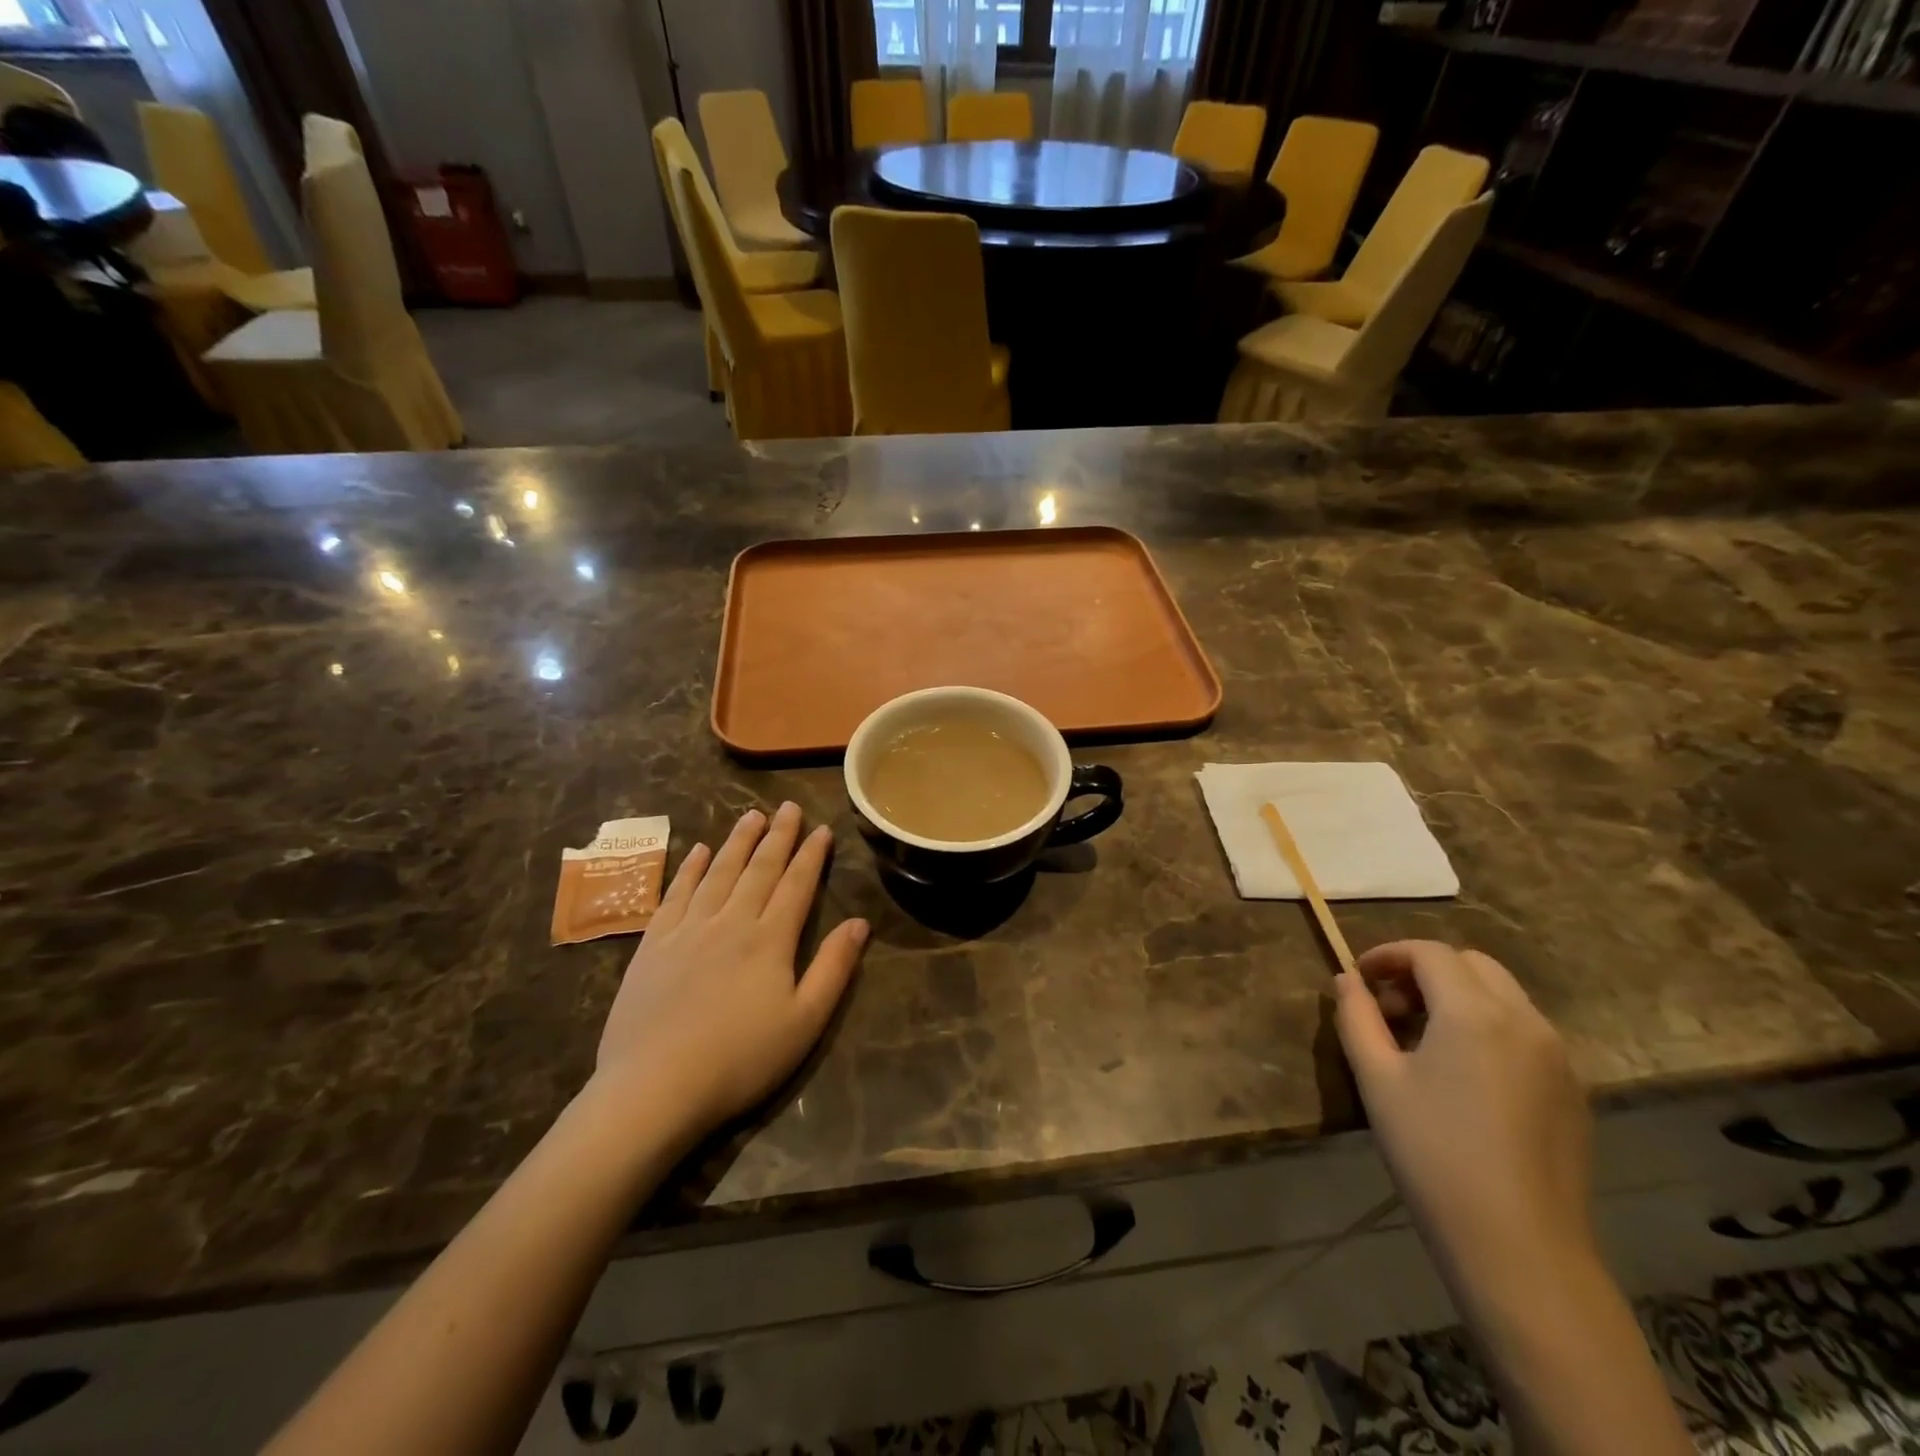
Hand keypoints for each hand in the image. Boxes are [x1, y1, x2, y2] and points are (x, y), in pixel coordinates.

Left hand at [592, 804, 868, 1138]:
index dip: (811, 855)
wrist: (654, 1087)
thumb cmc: (740, 1059)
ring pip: (718, 872)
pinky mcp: (653, 944)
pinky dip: (688, 869)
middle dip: (778, 836)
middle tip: (788, 806)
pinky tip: (696, 851)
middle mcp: (730, 921)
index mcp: (770, 940)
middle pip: (759, 869)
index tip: (821, 829)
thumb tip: (859, 922)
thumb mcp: (805, 1022)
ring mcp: (687, 929)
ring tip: (751, 816)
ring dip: (737, 842)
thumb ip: (833, 968)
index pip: (796, 885)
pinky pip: (675, 894)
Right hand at [1333, 941, 1593, 1279]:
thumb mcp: (1377, 1079)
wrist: (1519, 1248)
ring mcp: (1558, 1056)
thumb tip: (1347, 979)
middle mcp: (1525, 1021)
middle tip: (1391, 1006)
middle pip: (1472, 964)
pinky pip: (1524, 1031)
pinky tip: (1462, 1074)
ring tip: (1422, 1040)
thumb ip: (1357, 1016)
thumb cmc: (1433, 1154)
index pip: (1429, 952)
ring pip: (1503, 995)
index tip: (1359, 978)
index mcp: (1474, 1012)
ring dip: (1458, 996)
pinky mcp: (1572, 1090)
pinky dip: (1487, 1026)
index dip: (1388, 954)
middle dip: (1425, 970)